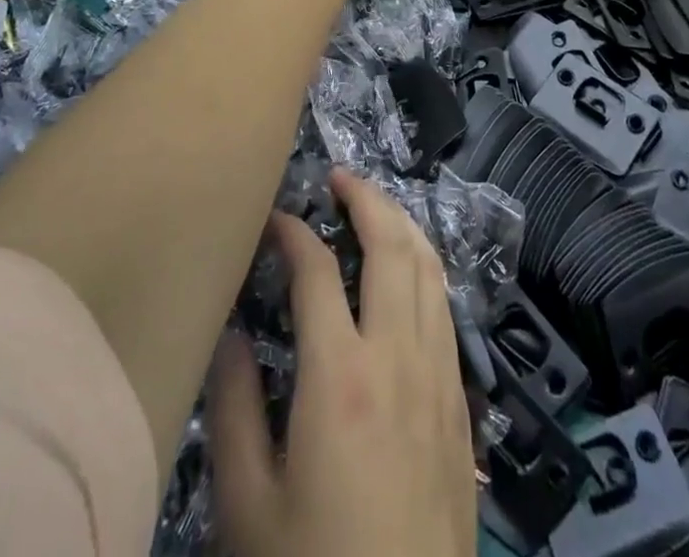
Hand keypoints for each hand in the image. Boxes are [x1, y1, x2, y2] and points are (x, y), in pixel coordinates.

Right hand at [208, 170, 475, 556]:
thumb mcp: (250, 508)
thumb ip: (235, 411)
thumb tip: (228, 333)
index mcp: (341, 376)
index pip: (316, 271)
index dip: (292, 232)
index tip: (272, 218)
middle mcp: (398, 357)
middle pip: (392, 245)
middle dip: (366, 198)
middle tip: (338, 179)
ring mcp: (439, 376)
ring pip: (430, 269)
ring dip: (402, 225)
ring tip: (374, 208)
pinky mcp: (461, 403)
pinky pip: (445, 309)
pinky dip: (426, 269)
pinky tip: (409, 273)